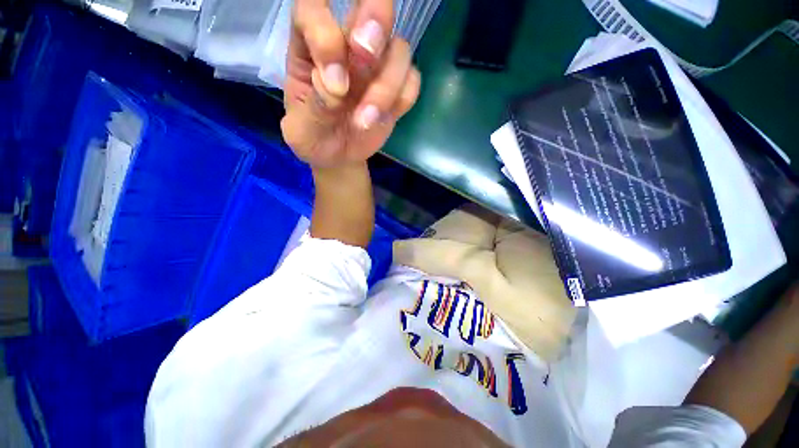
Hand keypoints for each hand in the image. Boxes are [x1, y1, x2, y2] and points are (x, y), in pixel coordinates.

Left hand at [281, 0, 420, 166]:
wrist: (338, 156)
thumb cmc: (313, 138)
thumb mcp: (302, 129)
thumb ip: (315, 105)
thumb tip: (338, 86)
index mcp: (310, 46)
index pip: (314, 9)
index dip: (325, 32)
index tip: (334, 81)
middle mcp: (347, 46)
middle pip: (370, 7)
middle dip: (375, 21)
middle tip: (367, 54)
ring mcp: (376, 67)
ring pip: (399, 50)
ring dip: (386, 85)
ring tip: (365, 120)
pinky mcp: (396, 91)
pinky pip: (412, 81)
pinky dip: (403, 98)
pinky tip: (384, 118)